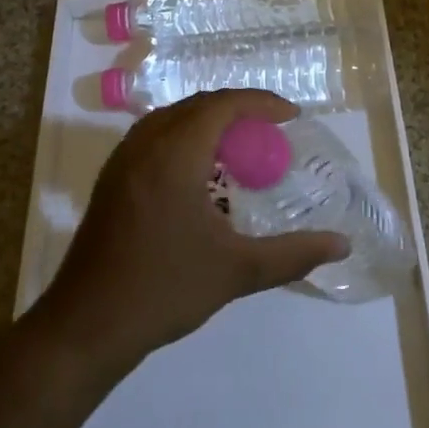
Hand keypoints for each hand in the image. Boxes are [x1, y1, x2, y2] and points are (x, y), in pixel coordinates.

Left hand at [37, 90, 349, 375]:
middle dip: (237, 109)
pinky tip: (200, 172)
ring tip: (240, 145)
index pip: (221, 105)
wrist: (87, 325)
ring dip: (207, 121)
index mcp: (174, 155)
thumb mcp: (237, 271)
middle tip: (271, 131)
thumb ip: (293, 254)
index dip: (259, 102)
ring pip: (170, 119)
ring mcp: (122, 162)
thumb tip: (341, 244)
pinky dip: (183, 137)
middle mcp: (144, 145)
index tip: (291, 117)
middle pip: (196, 105)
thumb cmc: (164, 289)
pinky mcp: (111, 181)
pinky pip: (153, 137)